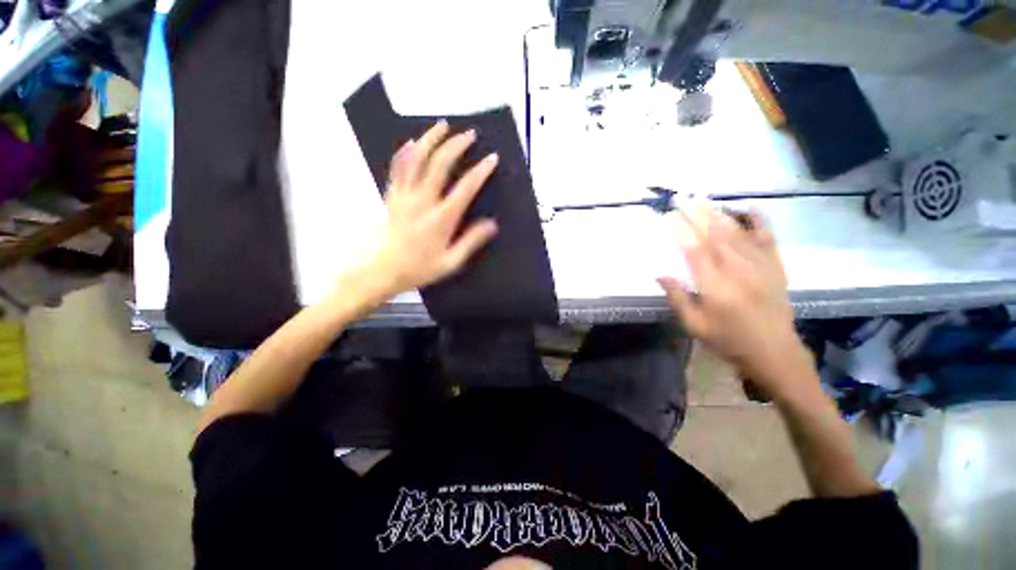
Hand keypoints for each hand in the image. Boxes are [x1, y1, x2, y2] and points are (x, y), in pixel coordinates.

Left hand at [362, 122, 498, 298]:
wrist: (383, 270)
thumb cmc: (419, 268)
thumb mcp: (451, 262)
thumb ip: (471, 241)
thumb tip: (491, 224)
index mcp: (441, 218)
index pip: (465, 188)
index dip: (480, 171)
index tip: (492, 158)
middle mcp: (423, 201)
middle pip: (440, 164)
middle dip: (456, 145)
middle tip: (469, 134)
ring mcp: (405, 196)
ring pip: (417, 159)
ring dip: (430, 139)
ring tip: (442, 126)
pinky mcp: (392, 196)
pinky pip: (397, 168)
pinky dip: (405, 152)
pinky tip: (411, 142)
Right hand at [658, 204, 810, 399]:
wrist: (774, 352)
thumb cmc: (728, 340)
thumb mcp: (694, 326)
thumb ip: (678, 298)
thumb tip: (660, 274)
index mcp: (716, 288)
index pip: (696, 252)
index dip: (683, 231)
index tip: (671, 215)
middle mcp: (739, 272)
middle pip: (716, 237)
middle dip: (698, 215)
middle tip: (684, 199)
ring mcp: (761, 267)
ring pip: (738, 234)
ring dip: (719, 214)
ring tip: (704, 200)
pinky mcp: (775, 267)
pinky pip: (767, 239)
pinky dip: (759, 221)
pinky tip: (749, 207)